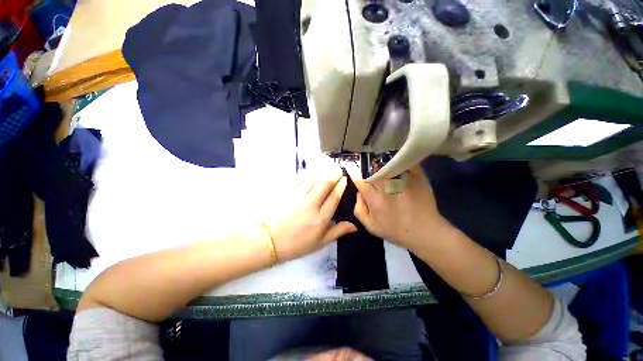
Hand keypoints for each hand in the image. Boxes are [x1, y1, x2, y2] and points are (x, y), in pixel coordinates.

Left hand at [265, 167, 356, 260]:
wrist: (268, 240)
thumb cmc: (296, 244)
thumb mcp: (319, 243)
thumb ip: (337, 231)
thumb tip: (354, 226)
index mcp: (321, 218)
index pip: (334, 197)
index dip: (341, 186)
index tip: (344, 178)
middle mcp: (311, 204)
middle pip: (325, 184)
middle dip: (334, 175)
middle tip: (338, 170)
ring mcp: (298, 196)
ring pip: (313, 179)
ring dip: (322, 173)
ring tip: (327, 170)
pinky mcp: (287, 192)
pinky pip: (300, 180)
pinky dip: (308, 175)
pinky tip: (311, 174)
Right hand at [351, 165, 449, 249]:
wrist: (424, 232)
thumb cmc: (395, 231)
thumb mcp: (370, 226)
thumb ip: (359, 209)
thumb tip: (358, 193)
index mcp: (374, 199)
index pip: (361, 181)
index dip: (354, 172)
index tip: (350, 165)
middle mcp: (387, 188)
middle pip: (374, 171)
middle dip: (369, 168)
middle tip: (369, 166)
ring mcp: (403, 181)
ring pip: (388, 165)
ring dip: (383, 163)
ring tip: (381, 162)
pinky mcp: (417, 178)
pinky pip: (407, 164)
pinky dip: (401, 160)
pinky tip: (399, 160)